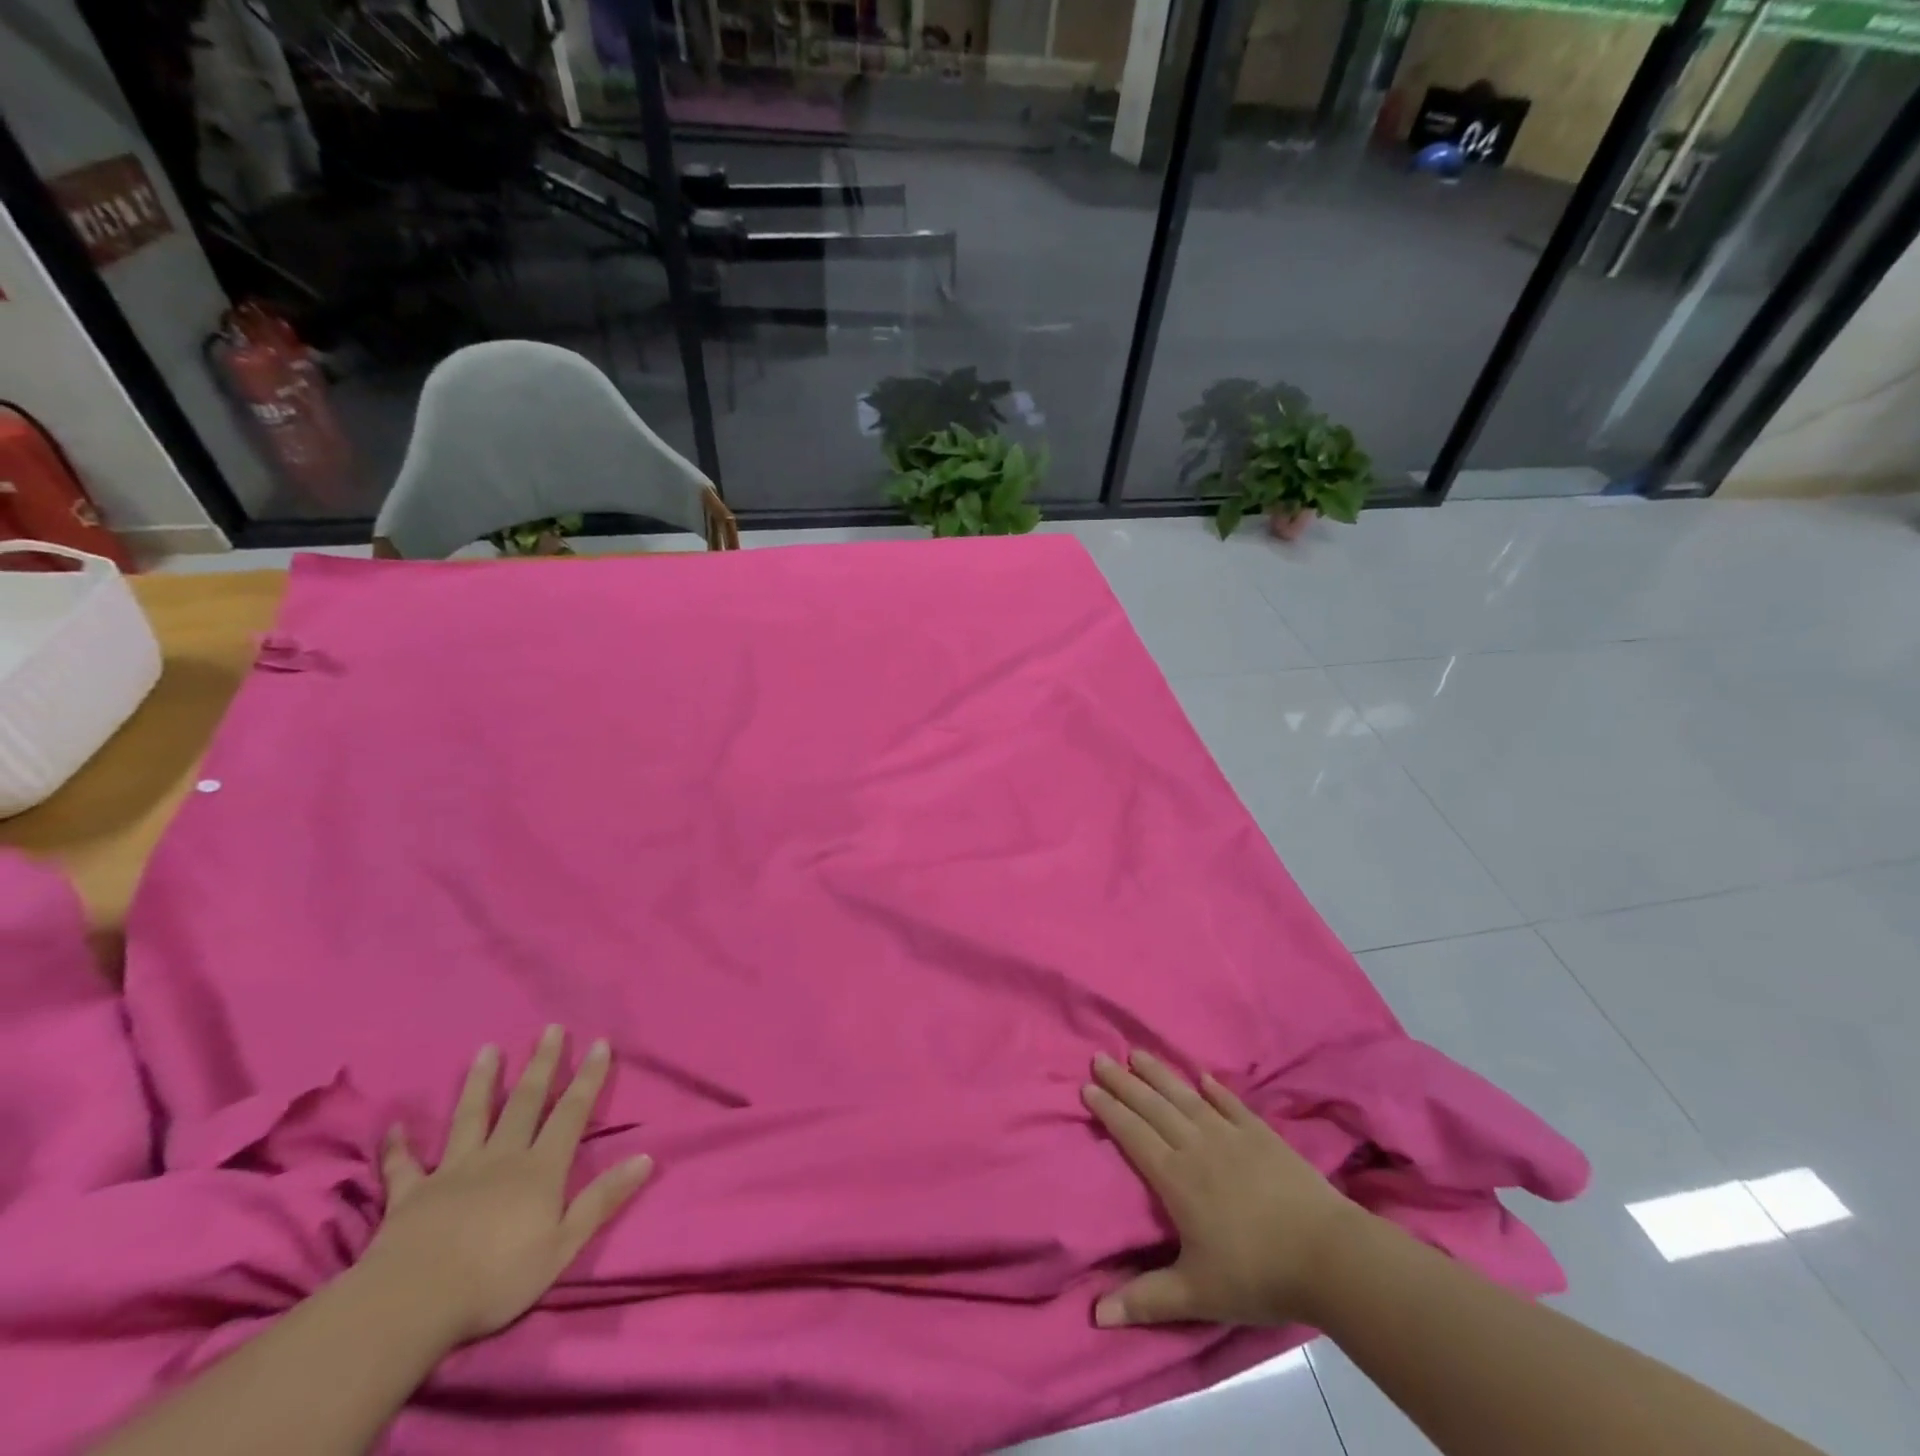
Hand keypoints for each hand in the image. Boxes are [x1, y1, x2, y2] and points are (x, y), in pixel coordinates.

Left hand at [365, 1026, 653, 1346]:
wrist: (412, 1303)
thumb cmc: (497, 1279)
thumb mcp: (563, 1245)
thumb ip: (602, 1199)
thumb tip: (646, 1157)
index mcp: (540, 1169)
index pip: (571, 1113)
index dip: (588, 1078)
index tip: (599, 1043)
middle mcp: (501, 1158)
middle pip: (526, 1102)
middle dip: (542, 1064)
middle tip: (551, 1029)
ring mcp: (454, 1172)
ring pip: (471, 1117)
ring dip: (481, 1082)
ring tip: (487, 1050)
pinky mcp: (411, 1195)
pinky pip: (405, 1166)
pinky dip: (399, 1147)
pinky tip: (395, 1127)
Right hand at [1082, 1049, 1364, 1328]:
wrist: (1328, 1256)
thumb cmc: (1258, 1275)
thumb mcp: (1198, 1295)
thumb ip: (1147, 1299)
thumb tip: (1096, 1316)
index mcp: (1176, 1178)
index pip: (1133, 1134)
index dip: (1109, 1109)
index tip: (1087, 1086)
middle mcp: (1197, 1146)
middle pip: (1152, 1106)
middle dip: (1123, 1081)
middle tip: (1099, 1057)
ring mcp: (1231, 1135)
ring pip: (1185, 1096)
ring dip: (1159, 1073)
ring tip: (1137, 1053)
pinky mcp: (1262, 1134)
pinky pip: (1231, 1104)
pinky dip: (1215, 1089)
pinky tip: (1202, 1077)